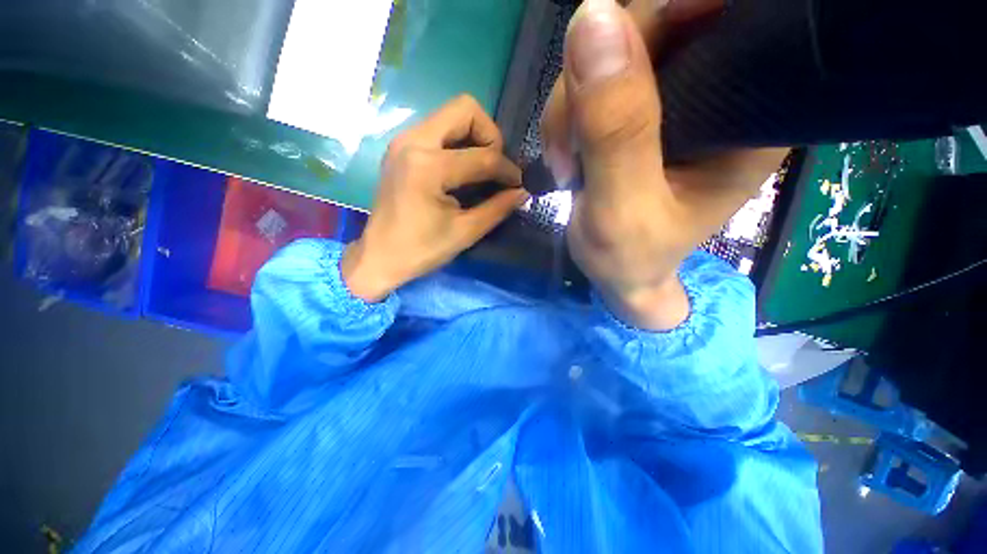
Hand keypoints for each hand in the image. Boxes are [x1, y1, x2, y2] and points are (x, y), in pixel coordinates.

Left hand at [341, 95, 527, 301]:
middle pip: (465, 109)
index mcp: (428, 166)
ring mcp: (404, 141)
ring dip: (474, 137)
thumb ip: (497, 208)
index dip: (507, 170)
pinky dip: (457, 143)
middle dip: (490, 136)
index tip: (519, 185)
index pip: (482, 156)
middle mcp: (413, 141)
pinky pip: (438, 129)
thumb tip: (523, 191)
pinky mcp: (401, 148)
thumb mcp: (465, 232)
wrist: (379, 257)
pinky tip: (461, 171)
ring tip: (481, 170)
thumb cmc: (421, 250)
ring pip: (450, 115)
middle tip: (495, 167)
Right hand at [542, 0, 786, 329]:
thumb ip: (614, 130)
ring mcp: (675, 95)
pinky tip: (567, 156)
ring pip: (613, 49)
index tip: (604, 63)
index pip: (720, 17)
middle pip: (655, 25)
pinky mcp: (640, 108)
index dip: (663, 18)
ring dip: (571, 105)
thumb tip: (592, 19)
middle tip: (568, 151)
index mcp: (747, 114)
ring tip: (565, 165)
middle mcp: (720, 90)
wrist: (619, 274)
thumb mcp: (621, 208)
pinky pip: (594, 80)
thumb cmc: (630, 257)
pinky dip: (568, 115)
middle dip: (593, 80)